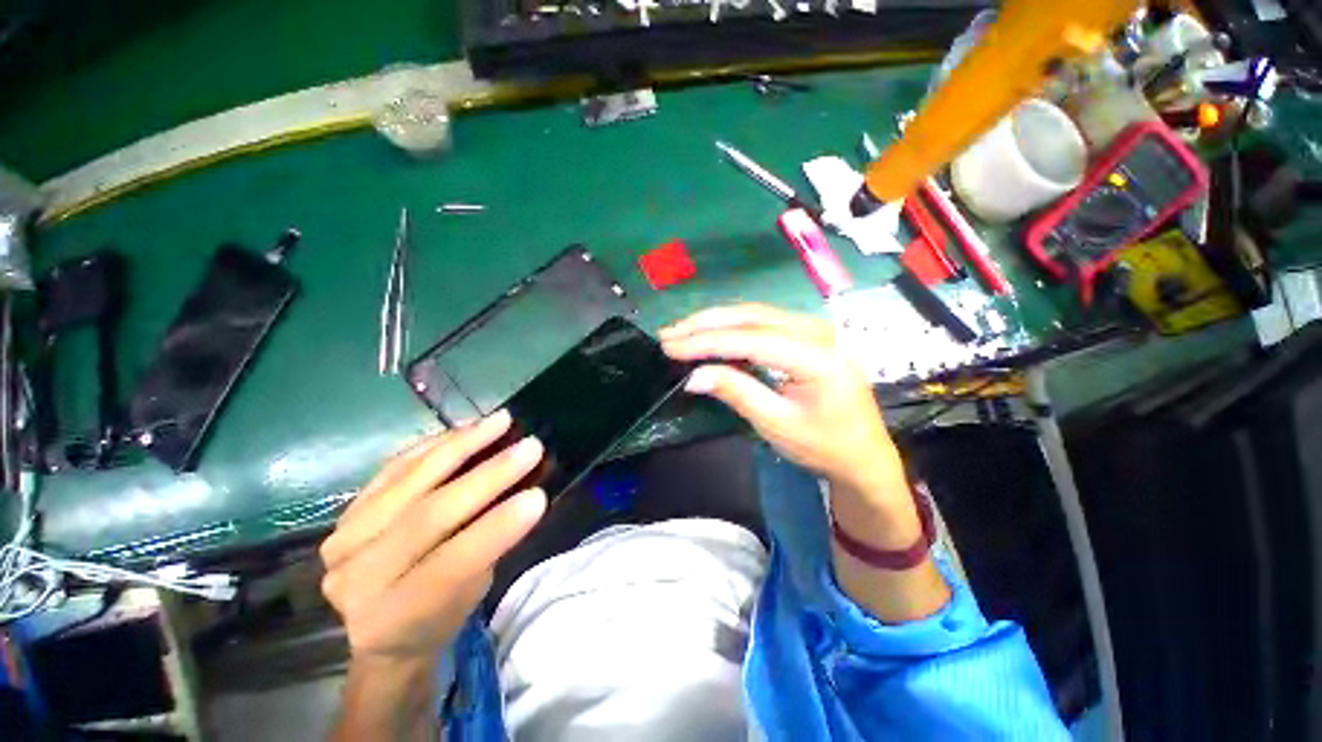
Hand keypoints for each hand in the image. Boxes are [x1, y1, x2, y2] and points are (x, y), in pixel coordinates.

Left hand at [320, 410, 546, 670]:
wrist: (373, 631)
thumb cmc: (435, 619)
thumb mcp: (468, 598)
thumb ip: (487, 547)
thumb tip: (520, 493)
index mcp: (395, 615)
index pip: (450, 566)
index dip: (496, 529)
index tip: (539, 496)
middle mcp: (358, 577)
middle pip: (429, 515)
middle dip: (488, 476)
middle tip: (531, 446)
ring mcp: (345, 539)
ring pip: (409, 482)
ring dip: (462, 446)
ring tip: (501, 421)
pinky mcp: (346, 512)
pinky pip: (393, 468)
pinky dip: (434, 444)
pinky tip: (465, 428)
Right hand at [660, 303, 905, 502]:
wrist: (864, 457)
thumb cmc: (824, 447)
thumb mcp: (776, 424)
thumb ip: (736, 392)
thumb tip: (693, 376)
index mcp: (817, 356)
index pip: (750, 339)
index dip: (706, 342)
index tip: (670, 346)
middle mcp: (818, 331)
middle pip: (752, 316)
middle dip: (705, 323)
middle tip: (669, 334)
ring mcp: (815, 329)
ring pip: (756, 314)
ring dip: (716, 321)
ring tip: (683, 332)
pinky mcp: (809, 336)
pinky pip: (765, 322)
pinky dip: (734, 327)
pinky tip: (713, 335)